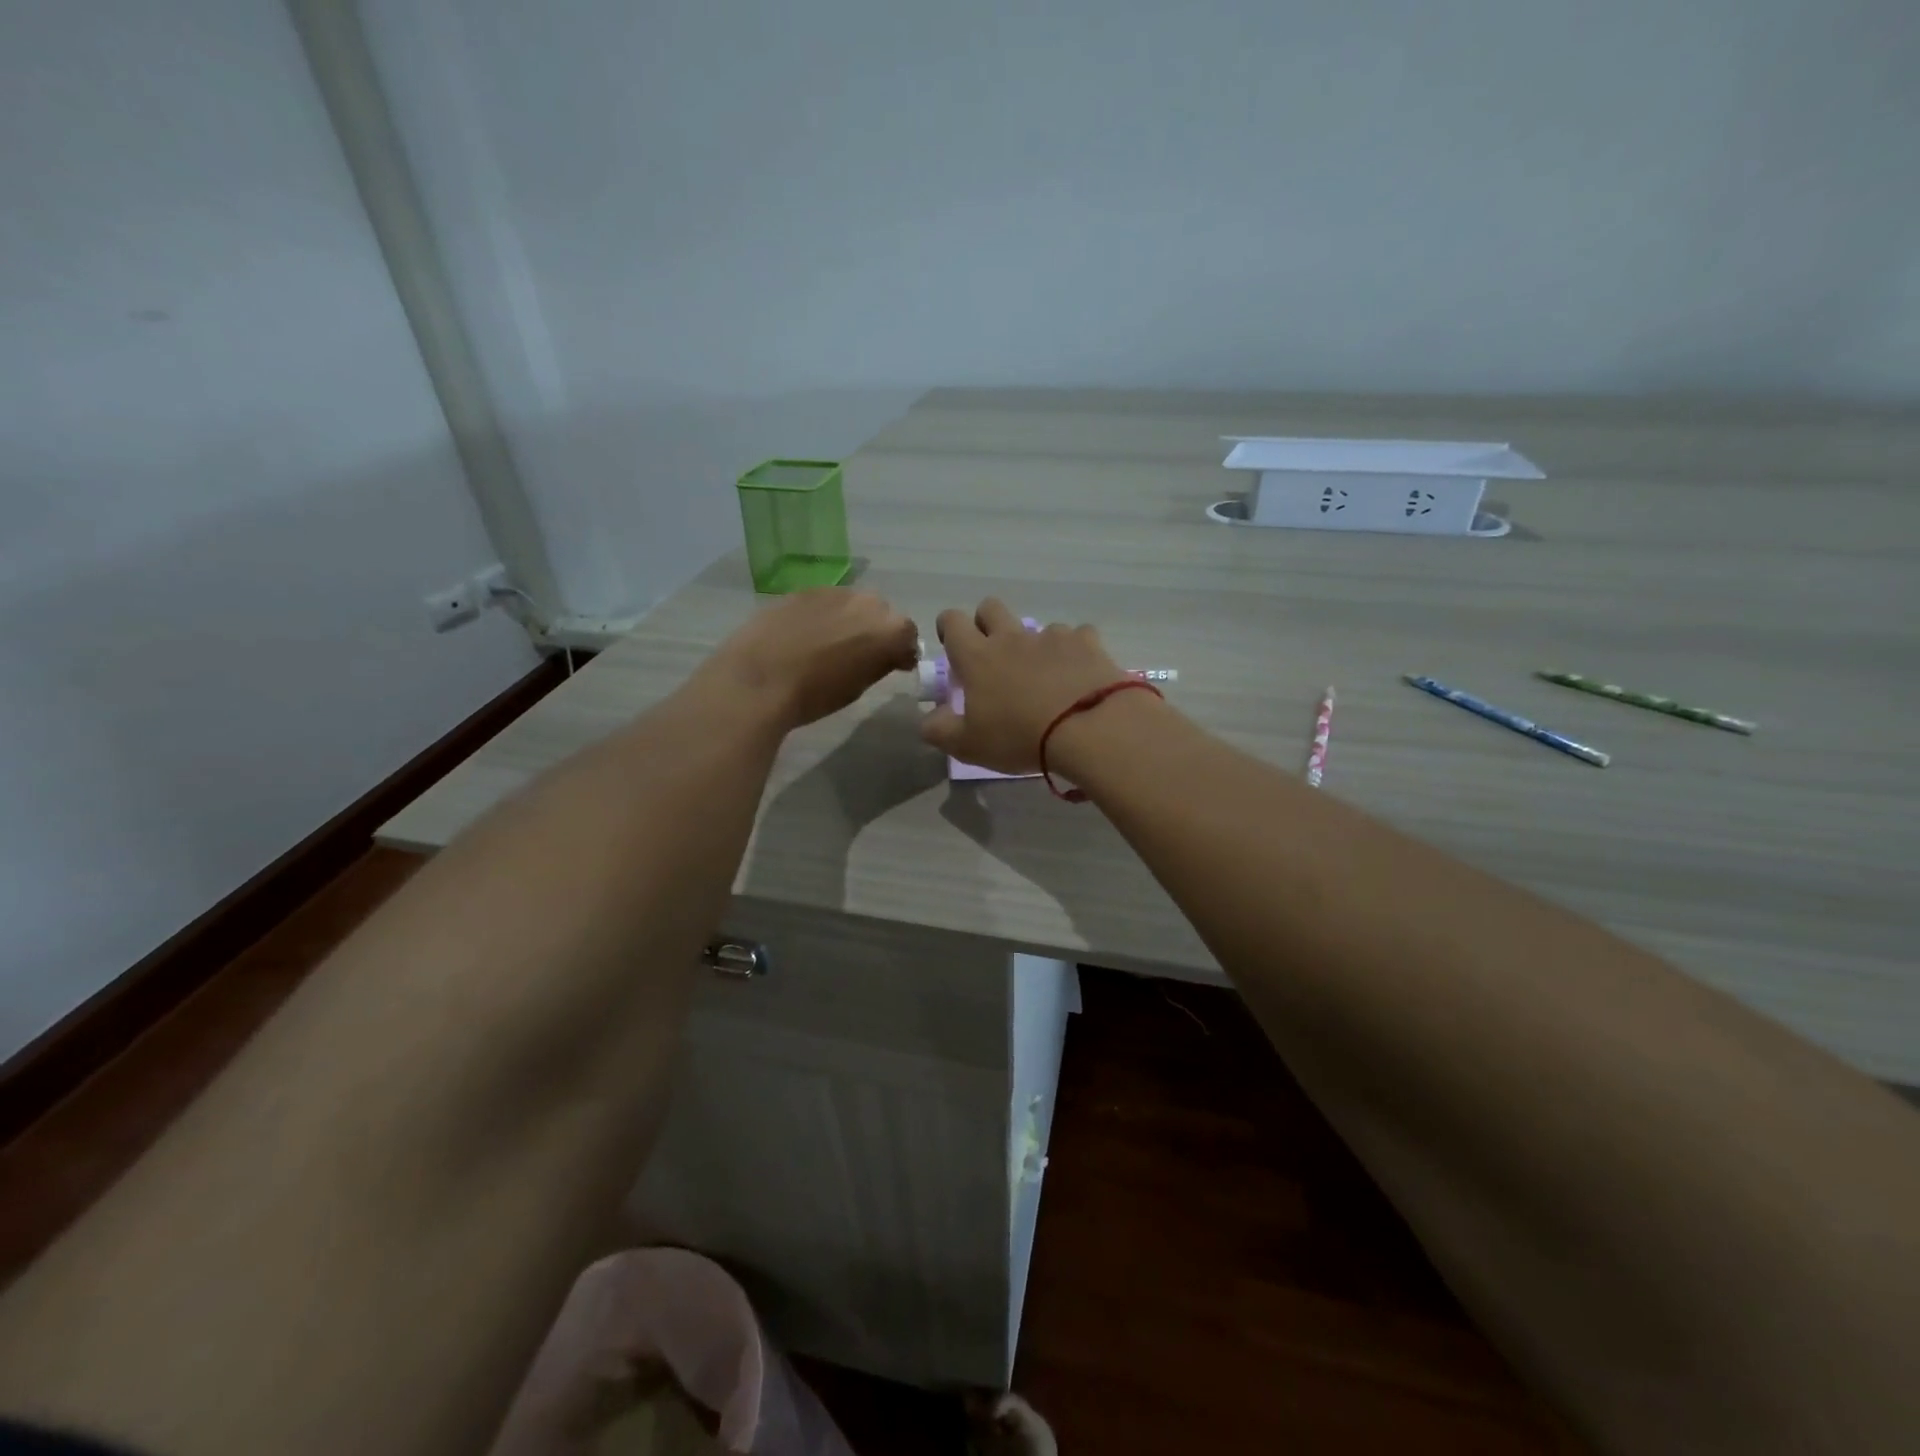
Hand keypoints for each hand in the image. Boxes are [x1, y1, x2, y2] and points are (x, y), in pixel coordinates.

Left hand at [705, 588, 918, 729]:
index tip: (892, 666)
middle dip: (876, 630)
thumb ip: (879, 664)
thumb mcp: (858, 687)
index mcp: (890, 628)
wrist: (758, 679)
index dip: (901, 651)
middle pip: (881, 614)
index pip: (908, 636)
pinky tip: (804, 636)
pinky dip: (822, 615)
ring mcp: (833, 591)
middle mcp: (867, 601)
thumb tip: (886, 656)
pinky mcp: (803, 589)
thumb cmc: (815, 694)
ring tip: (829, 644)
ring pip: (852, 604)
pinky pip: (824, 602)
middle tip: (860, 654)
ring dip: (849, 620)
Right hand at [920, 598, 1128, 771]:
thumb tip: (928, 719)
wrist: (1089, 728)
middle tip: (993, 655)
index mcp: (977, 656)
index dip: (948, 628)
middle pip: (991, 607)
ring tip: (1045, 676)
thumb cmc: (1020, 737)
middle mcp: (1012, 637)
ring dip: (1034, 644)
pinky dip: (1074, 652)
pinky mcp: (1087, 642)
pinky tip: (1079, 675)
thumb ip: (940, 730)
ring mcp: (1052, 636)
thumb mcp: (969, 745)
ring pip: (1036, 626)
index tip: (952, 646)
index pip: (952, 621)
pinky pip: (1077, 636)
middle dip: (986, 623)